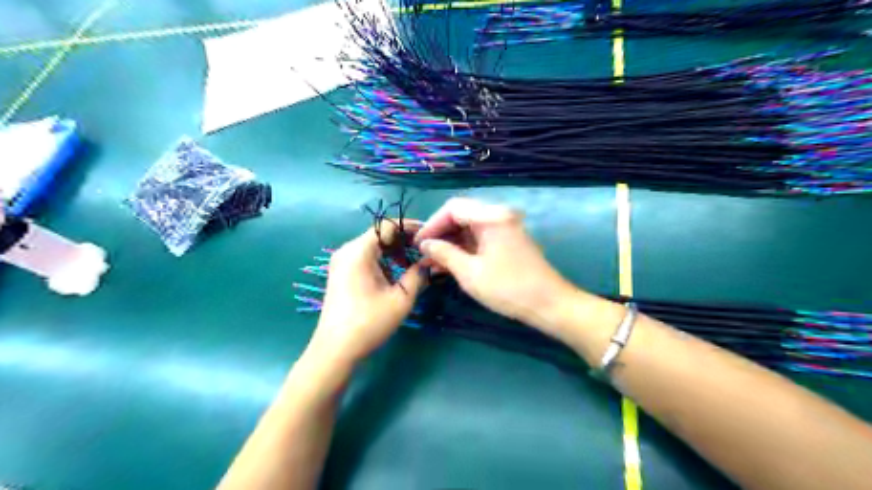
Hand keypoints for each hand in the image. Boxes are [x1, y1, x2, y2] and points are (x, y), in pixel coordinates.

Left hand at [308, 220, 427, 366]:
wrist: (335, 350)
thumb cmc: (369, 322)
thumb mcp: (401, 298)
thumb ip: (418, 273)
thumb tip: (430, 259)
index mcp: (359, 251)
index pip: (387, 225)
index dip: (410, 227)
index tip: (429, 236)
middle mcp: (347, 250)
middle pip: (380, 234)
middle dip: (404, 241)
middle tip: (425, 251)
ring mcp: (341, 261)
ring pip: (373, 246)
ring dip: (394, 252)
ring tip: (414, 264)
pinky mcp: (341, 273)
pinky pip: (365, 257)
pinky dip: (383, 260)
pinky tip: (396, 274)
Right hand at [413, 197, 572, 332]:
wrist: (549, 304)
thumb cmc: (508, 288)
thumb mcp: (470, 273)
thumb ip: (445, 254)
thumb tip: (425, 244)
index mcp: (491, 217)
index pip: (453, 208)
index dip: (432, 224)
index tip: (418, 243)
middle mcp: (499, 215)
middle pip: (462, 215)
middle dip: (441, 233)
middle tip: (424, 253)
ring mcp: (506, 227)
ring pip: (470, 227)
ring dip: (452, 241)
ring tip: (433, 261)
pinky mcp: (509, 240)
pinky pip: (481, 237)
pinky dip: (465, 247)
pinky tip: (451, 262)